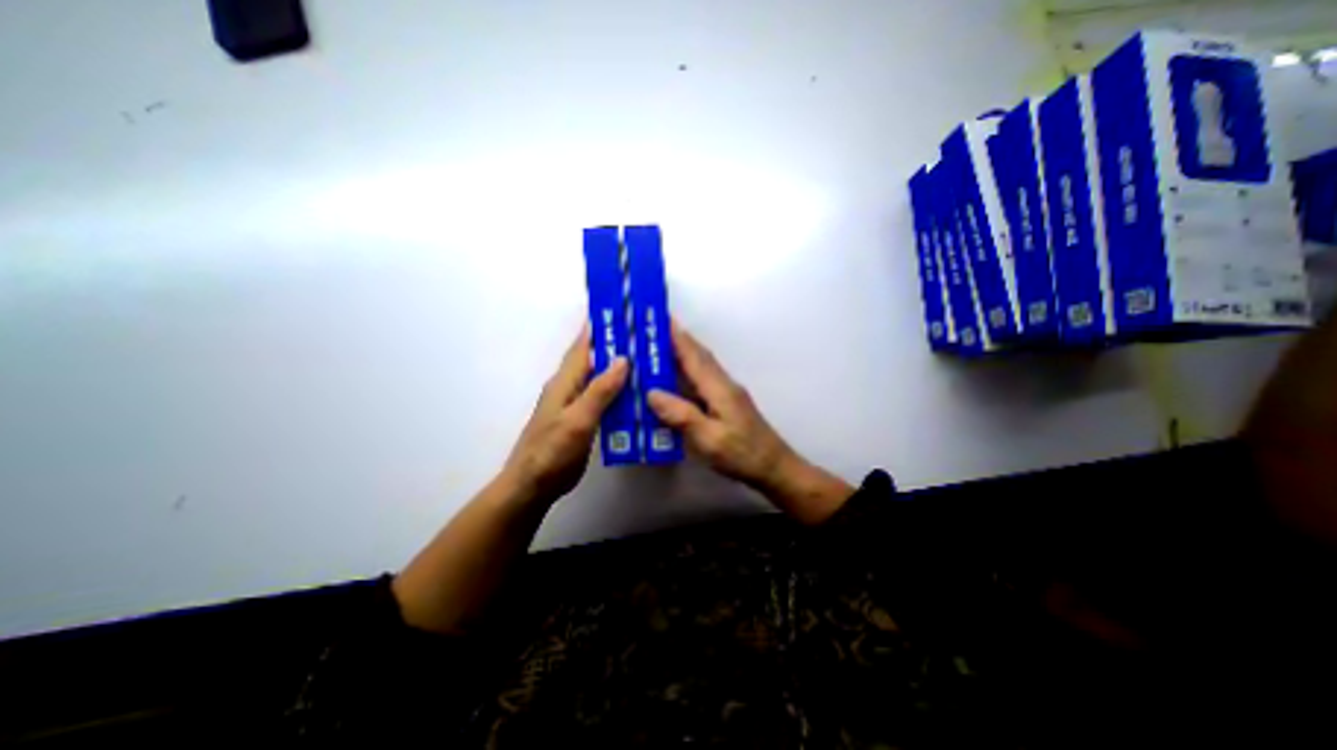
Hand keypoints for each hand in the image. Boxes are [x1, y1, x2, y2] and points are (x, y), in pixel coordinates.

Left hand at [505, 327, 630, 502]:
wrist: (533, 485)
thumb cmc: (551, 451)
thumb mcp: (578, 420)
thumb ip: (600, 390)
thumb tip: (622, 359)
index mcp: (564, 381)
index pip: (582, 346)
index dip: (597, 327)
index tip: (617, 310)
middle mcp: (569, 388)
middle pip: (593, 359)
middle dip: (614, 345)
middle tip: (642, 336)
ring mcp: (575, 405)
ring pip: (599, 378)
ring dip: (618, 368)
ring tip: (645, 361)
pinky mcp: (582, 420)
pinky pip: (602, 397)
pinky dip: (617, 391)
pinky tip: (635, 394)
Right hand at [644, 324, 848, 523]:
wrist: (774, 467)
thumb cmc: (742, 454)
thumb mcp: (709, 439)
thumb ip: (682, 415)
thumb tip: (652, 393)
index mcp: (719, 387)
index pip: (693, 355)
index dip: (676, 336)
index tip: (659, 317)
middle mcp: (723, 383)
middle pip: (697, 355)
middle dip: (676, 339)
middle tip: (651, 330)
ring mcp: (726, 392)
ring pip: (700, 366)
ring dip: (681, 353)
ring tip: (656, 349)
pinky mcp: (726, 402)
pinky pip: (701, 379)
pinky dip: (686, 371)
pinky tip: (674, 379)